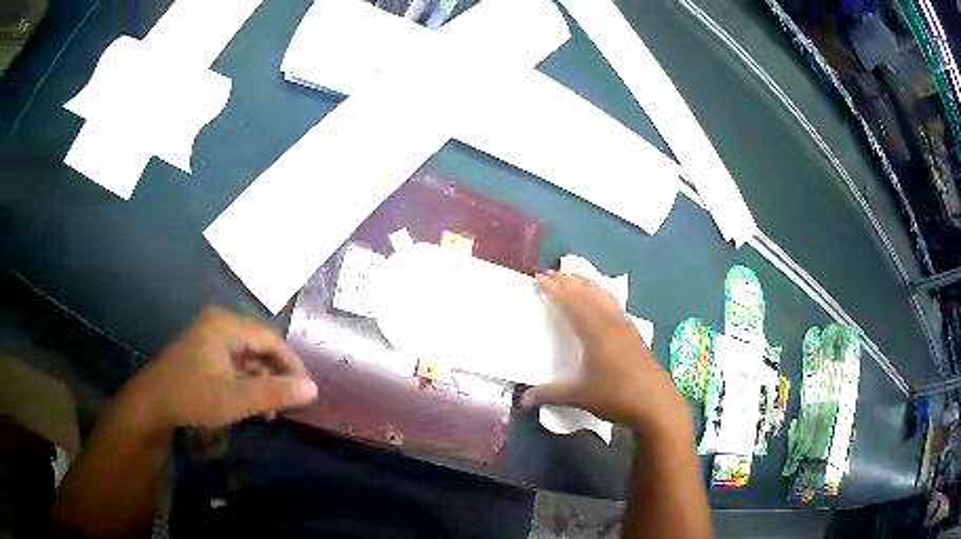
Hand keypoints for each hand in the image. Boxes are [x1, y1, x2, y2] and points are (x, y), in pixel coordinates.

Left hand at [120, 307, 317, 431]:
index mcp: (226, 325)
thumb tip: (313, 389)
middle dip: (276, 375)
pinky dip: (245, 380)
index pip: (271, 340)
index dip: (292, 365)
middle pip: (259, 346)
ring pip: (248, 355)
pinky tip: (248, 401)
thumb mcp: (237, 399)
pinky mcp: (203, 349)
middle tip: (288, 403)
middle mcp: (219, 322)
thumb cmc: (194, 397)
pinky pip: (234, 361)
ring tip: (268, 409)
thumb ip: (275, 393)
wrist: (152, 403)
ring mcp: (209, 335)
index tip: (306, 391)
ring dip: (261, 381)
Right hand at [521, 273, 688, 434]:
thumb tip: (523, 400)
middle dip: (570, 282)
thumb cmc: (616, 396)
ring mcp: (626, 328)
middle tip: (553, 273)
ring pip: (604, 297)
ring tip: (575, 280)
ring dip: (587, 286)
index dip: (555, 289)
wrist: (657, 404)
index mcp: (596, 332)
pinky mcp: (635, 336)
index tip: (540, 277)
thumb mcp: (579, 396)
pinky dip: (600, 297)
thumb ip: (550, 394)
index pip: (572, 303)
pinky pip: (613, 306)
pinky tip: (601, 305)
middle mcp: (612, 323)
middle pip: (589, 294)